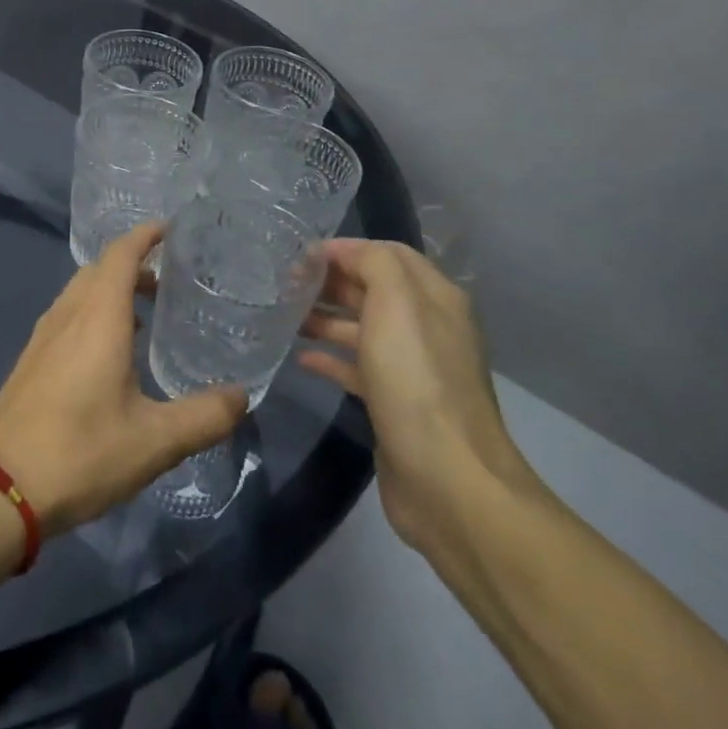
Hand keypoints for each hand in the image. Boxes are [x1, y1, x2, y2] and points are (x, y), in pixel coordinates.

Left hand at [0, 222, 248, 535]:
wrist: (0, 487)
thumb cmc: (81, 454)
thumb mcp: (156, 441)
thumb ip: (205, 416)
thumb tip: (242, 396)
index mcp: (97, 319)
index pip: (119, 254)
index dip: (145, 235)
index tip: (172, 230)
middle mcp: (65, 317)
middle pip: (98, 270)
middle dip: (132, 265)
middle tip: (170, 281)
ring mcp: (41, 338)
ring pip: (78, 294)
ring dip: (110, 291)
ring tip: (147, 316)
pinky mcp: (29, 362)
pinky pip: (66, 318)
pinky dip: (92, 315)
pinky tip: (110, 354)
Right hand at [299, 239, 531, 555]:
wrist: (446, 478)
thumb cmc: (416, 380)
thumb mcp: (396, 304)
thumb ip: (373, 264)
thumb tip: (341, 251)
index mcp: (434, 299)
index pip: (388, 255)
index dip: (345, 250)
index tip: (299, 256)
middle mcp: (426, 328)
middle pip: (374, 290)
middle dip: (331, 282)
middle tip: (283, 284)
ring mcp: (411, 369)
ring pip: (362, 329)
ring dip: (325, 317)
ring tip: (282, 316)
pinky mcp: (393, 404)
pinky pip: (356, 368)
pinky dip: (329, 358)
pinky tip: (301, 359)